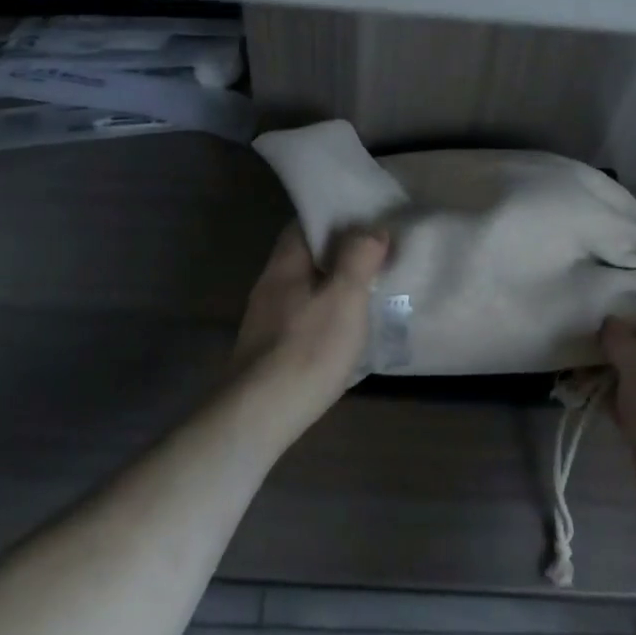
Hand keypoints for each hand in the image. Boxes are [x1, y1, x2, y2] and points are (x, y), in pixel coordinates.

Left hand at [233, 224, 389, 427]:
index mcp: (285, 264)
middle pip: (306, 256)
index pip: (305, 223)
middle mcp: (270, 285)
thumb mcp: (344, 298)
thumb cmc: (306, 350)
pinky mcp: (269, 350)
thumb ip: (358, 258)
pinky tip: (345, 330)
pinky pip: (303, 316)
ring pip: (306, 288)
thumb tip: (371, 229)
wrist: (258, 417)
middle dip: (339, 253)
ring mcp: (266, 319)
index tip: (368, 220)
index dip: (336, 217)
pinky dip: (325, 314)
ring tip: (369, 291)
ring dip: (334, 286)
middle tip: (377, 256)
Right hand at [602, 285, 635, 554]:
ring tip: (571, 341)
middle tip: (586, 306)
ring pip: (631, 372)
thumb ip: (622, 338)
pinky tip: (575, 382)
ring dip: (606, 362)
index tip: (626, 272)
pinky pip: (621, 402)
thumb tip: (609, 326)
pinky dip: (602, 393)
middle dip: (621, 326)